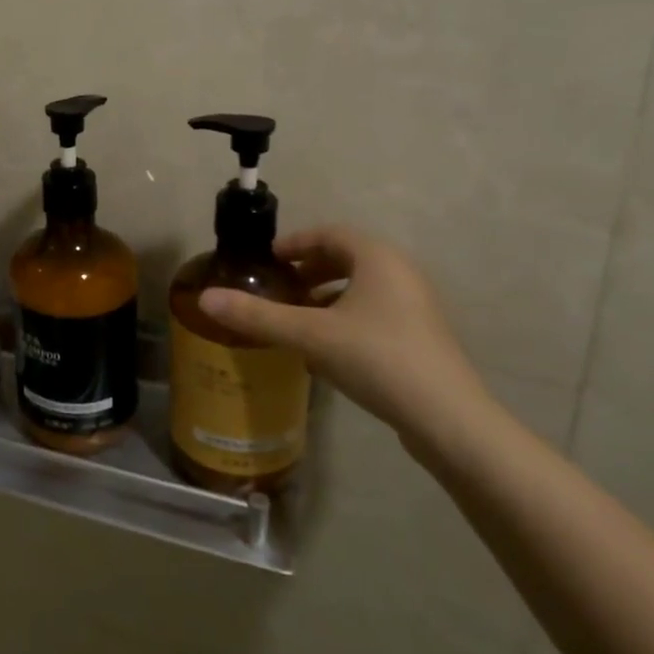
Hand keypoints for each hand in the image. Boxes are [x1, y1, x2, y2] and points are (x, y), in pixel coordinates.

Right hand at [197, 226, 492, 444]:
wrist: (448, 419)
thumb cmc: (376, 358)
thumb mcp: (309, 335)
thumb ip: (257, 315)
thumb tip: (205, 299)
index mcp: (377, 258)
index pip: (329, 234)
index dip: (295, 242)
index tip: (268, 260)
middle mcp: (401, 273)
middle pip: (347, 258)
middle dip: (309, 269)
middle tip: (278, 287)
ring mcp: (416, 307)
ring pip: (362, 287)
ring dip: (327, 295)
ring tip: (296, 317)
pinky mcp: (421, 337)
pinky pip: (375, 312)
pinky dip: (346, 317)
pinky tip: (326, 348)